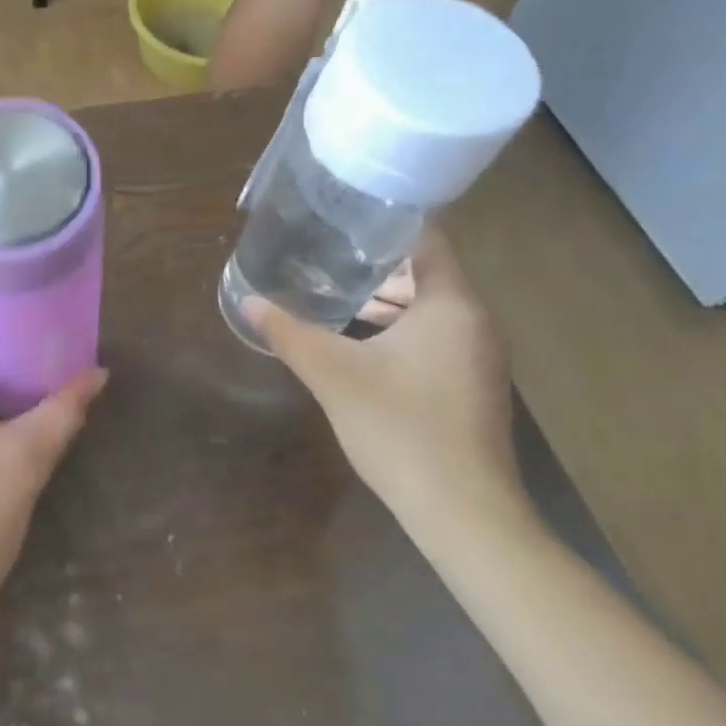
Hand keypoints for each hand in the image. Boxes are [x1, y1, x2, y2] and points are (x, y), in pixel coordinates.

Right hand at [242, 228, 529, 543]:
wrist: (463, 512)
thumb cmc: (401, 428)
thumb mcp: (333, 374)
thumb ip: (289, 333)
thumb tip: (248, 302)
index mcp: (451, 304)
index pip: (427, 238)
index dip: (386, 221)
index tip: (343, 212)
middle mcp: (474, 321)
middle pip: (426, 272)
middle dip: (375, 262)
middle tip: (326, 250)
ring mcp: (477, 357)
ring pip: (429, 308)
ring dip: (386, 298)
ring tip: (334, 291)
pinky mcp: (470, 386)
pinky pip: (433, 337)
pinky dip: (399, 329)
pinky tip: (359, 341)